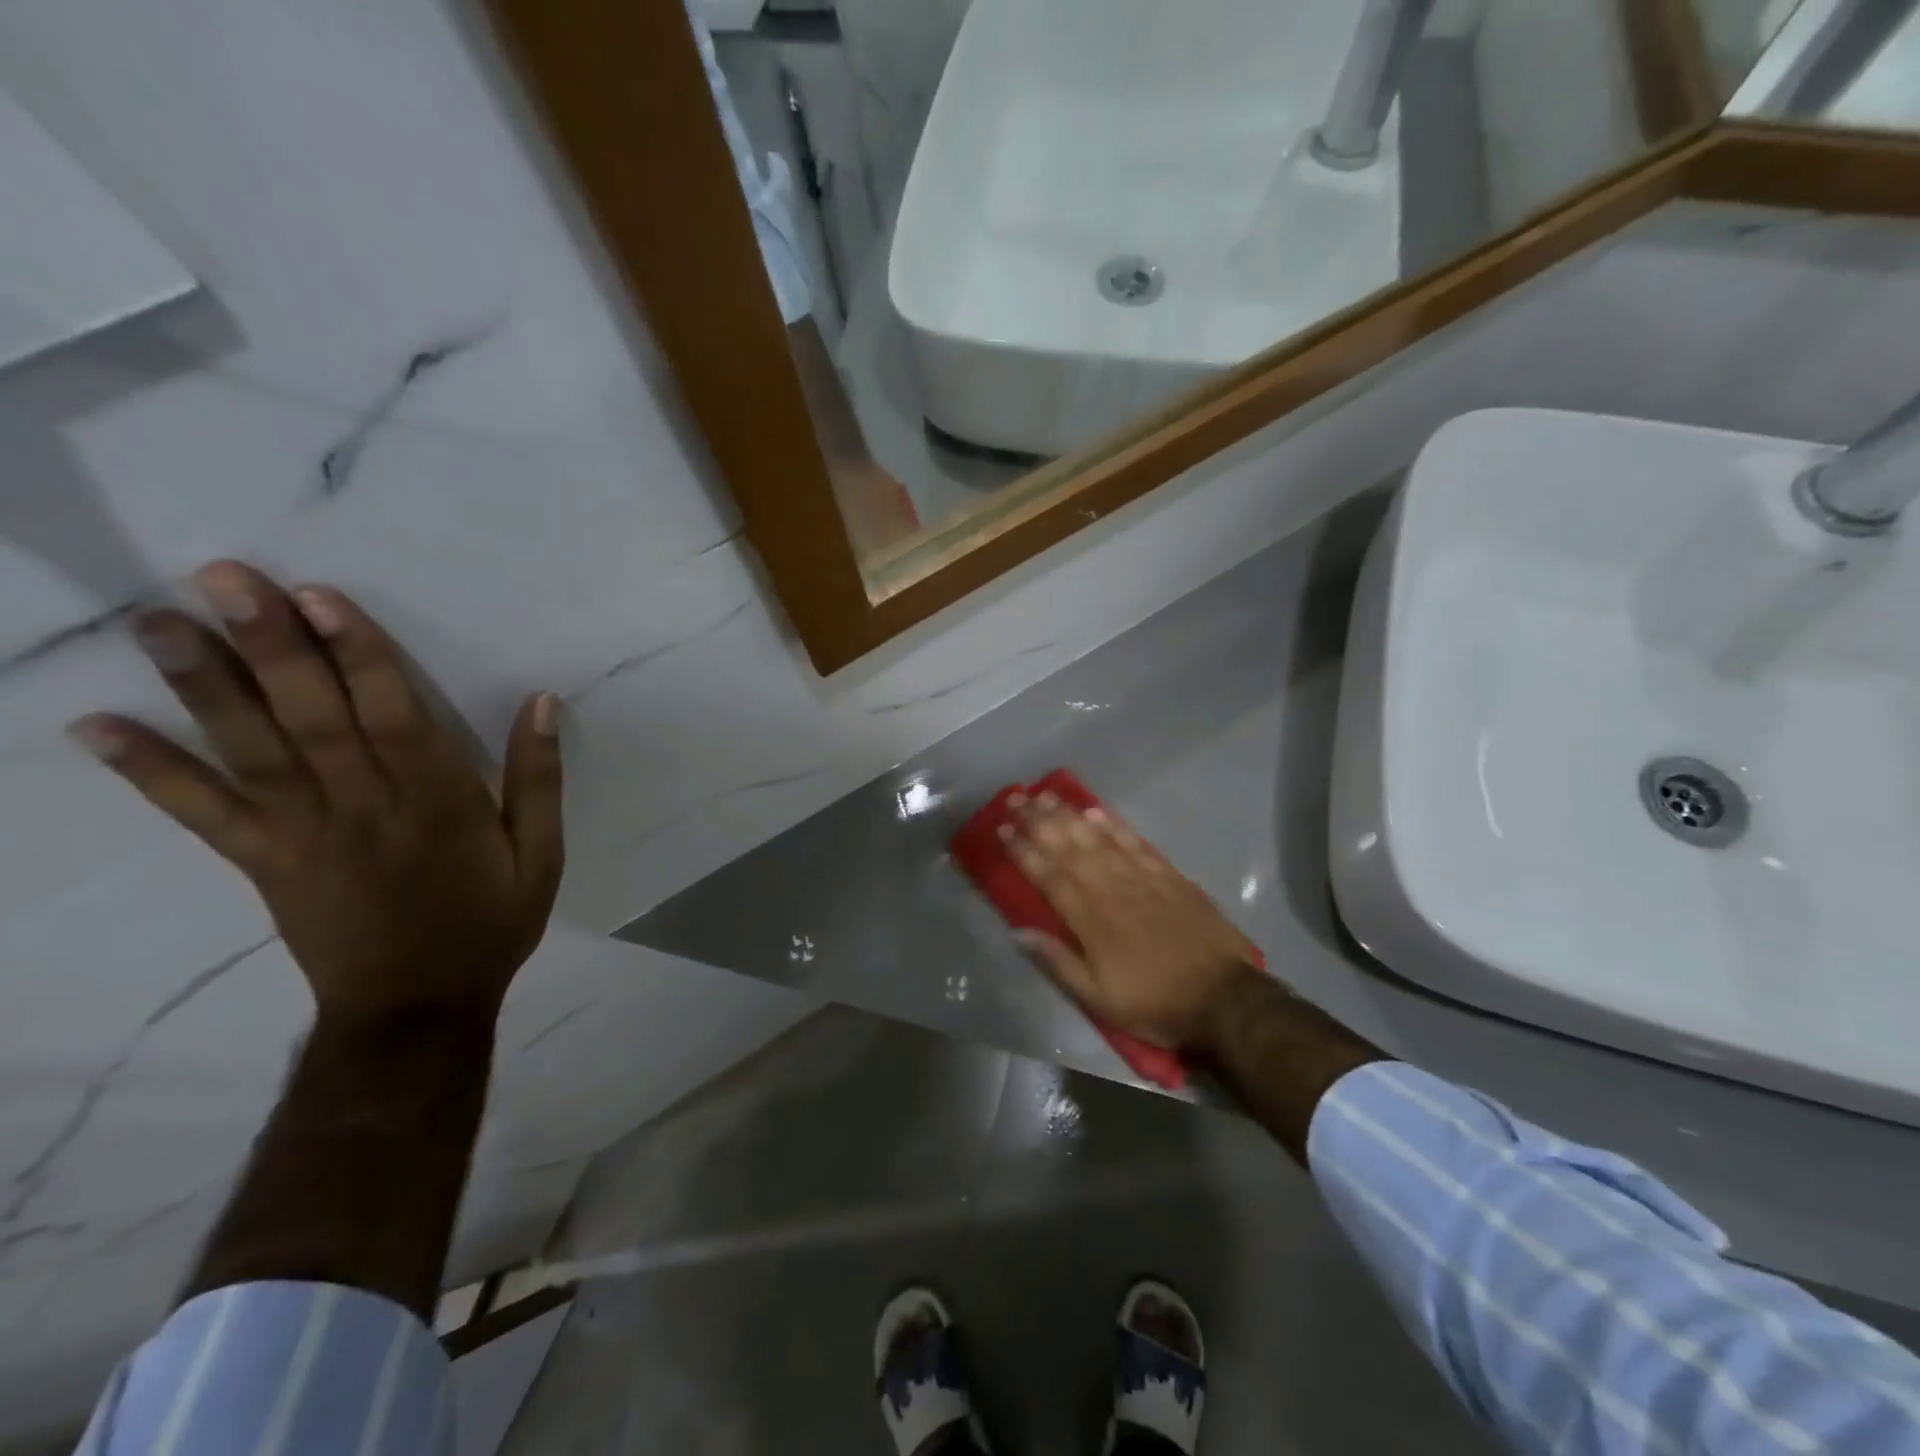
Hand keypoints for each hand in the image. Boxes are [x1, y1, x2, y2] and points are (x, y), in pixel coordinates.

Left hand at [69, 562, 563, 1028]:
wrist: (416, 1007)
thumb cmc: (489, 923)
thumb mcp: (541, 855)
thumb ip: (538, 779)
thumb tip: (542, 702)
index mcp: (439, 804)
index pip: (394, 717)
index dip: (359, 656)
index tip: (320, 597)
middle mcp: (364, 809)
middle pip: (314, 720)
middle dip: (270, 647)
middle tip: (224, 578)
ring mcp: (303, 835)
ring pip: (253, 752)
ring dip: (204, 687)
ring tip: (159, 621)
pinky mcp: (262, 862)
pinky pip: (201, 814)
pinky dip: (150, 771)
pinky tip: (97, 727)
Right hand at [1002, 793, 1263, 1054]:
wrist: (1224, 998)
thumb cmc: (1155, 1003)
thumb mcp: (1099, 999)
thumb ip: (1058, 962)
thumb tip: (1018, 931)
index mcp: (1091, 921)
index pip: (1049, 876)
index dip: (1024, 851)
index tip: (1002, 828)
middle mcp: (1112, 890)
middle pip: (1070, 849)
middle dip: (1040, 822)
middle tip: (1017, 798)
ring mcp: (1143, 879)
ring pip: (1099, 840)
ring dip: (1070, 816)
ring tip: (1047, 795)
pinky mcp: (1170, 877)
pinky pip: (1136, 844)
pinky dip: (1115, 826)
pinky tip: (1097, 812)